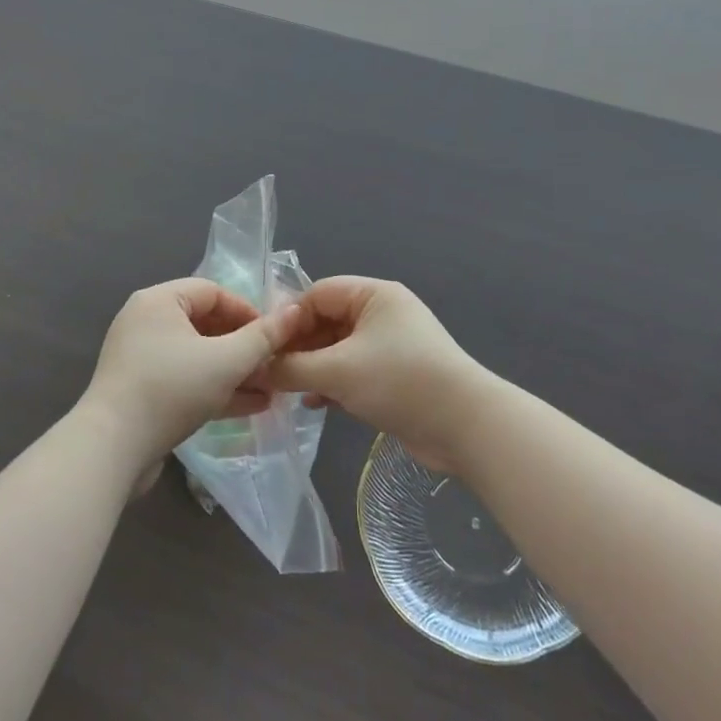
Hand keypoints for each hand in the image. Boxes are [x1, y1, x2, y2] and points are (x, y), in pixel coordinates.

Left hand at [78, 278, 304, 470]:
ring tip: (271, 390)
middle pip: (206, 324)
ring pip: (199, 357)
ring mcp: (142, 359)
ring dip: (235, 372)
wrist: (112, 449)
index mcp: (159, 301)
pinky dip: (215, 389)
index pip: (213, 292)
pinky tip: (251, 406)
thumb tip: (294, 311)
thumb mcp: (225, 361)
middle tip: (275, 366)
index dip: (248, 311)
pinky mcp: (142, 392)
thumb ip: (263, 337)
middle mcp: (147, 322)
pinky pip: (186, 381)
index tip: (275, 337)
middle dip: (245, 347)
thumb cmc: (171, 389)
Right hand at [264, 277, 496, 472]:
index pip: (317, 294)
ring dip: (313, 368)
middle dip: (298, 347)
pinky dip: (333, 383)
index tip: (261, 347)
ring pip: (338, 349)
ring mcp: (390, 345)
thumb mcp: (338, 371)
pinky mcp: (395, 375)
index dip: (288, 318)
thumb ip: (292, 368)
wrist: (465, 426)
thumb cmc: (399, 381)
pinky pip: (353, 371)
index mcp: (373, 295)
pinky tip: (315, 404)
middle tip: (270, 373)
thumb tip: (255, 368)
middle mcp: (382, 313)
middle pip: (327, 321)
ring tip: (287, 391)